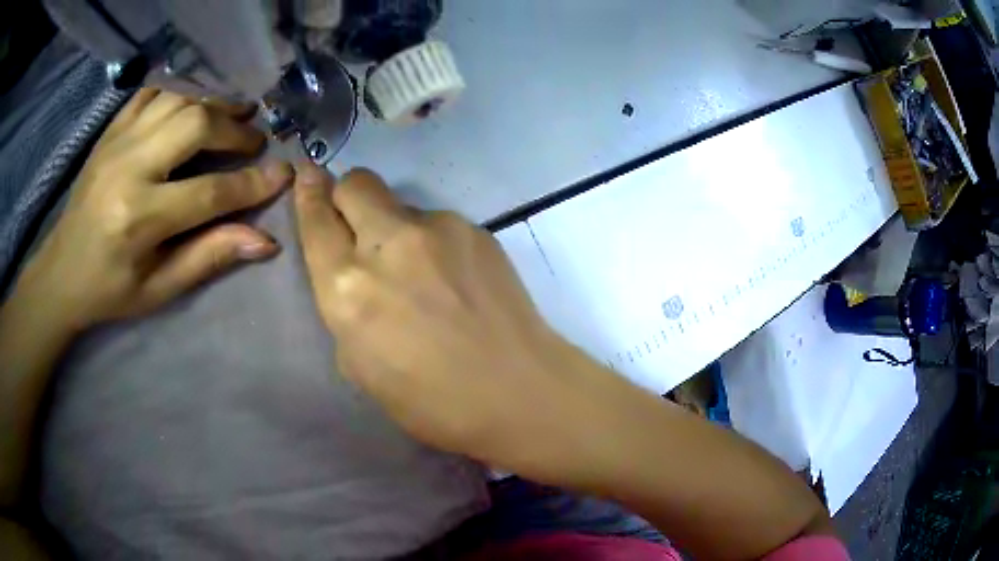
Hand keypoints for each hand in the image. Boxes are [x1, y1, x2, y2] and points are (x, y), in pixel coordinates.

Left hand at [14, 89, 293, 332]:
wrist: (60, 273)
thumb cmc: (109, 290)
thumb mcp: (159, 289)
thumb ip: (208, 258)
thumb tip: (265, 241)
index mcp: (139, 218)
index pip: (209, 193)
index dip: (252, 184)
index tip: (283, 174)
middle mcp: (129, 169)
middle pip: (195, 125)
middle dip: (234, 129)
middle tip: (254, 139)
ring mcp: (116, 143)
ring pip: (177, 100)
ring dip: (211, 105)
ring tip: (232, 115)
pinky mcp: (109, 133)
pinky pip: (150, 95)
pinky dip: (176, 94)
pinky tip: (188, 107)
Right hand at [293, 163, 618, 474]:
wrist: (519, 391)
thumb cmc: (432, 401)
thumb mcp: (360, 367)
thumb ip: (345, 308)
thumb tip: (352, 274)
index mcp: (348, 286)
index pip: (317, 220)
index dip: (308, 194)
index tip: (306, 176)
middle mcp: (388, 243)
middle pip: (356, 183)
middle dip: (347, 195)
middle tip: (358, 224)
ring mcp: (438, 228)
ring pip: (400, 205)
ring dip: (396, 228)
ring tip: (422, 274)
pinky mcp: (476, 229)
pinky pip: (438, 224)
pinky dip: (433, 243)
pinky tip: (455, 280)